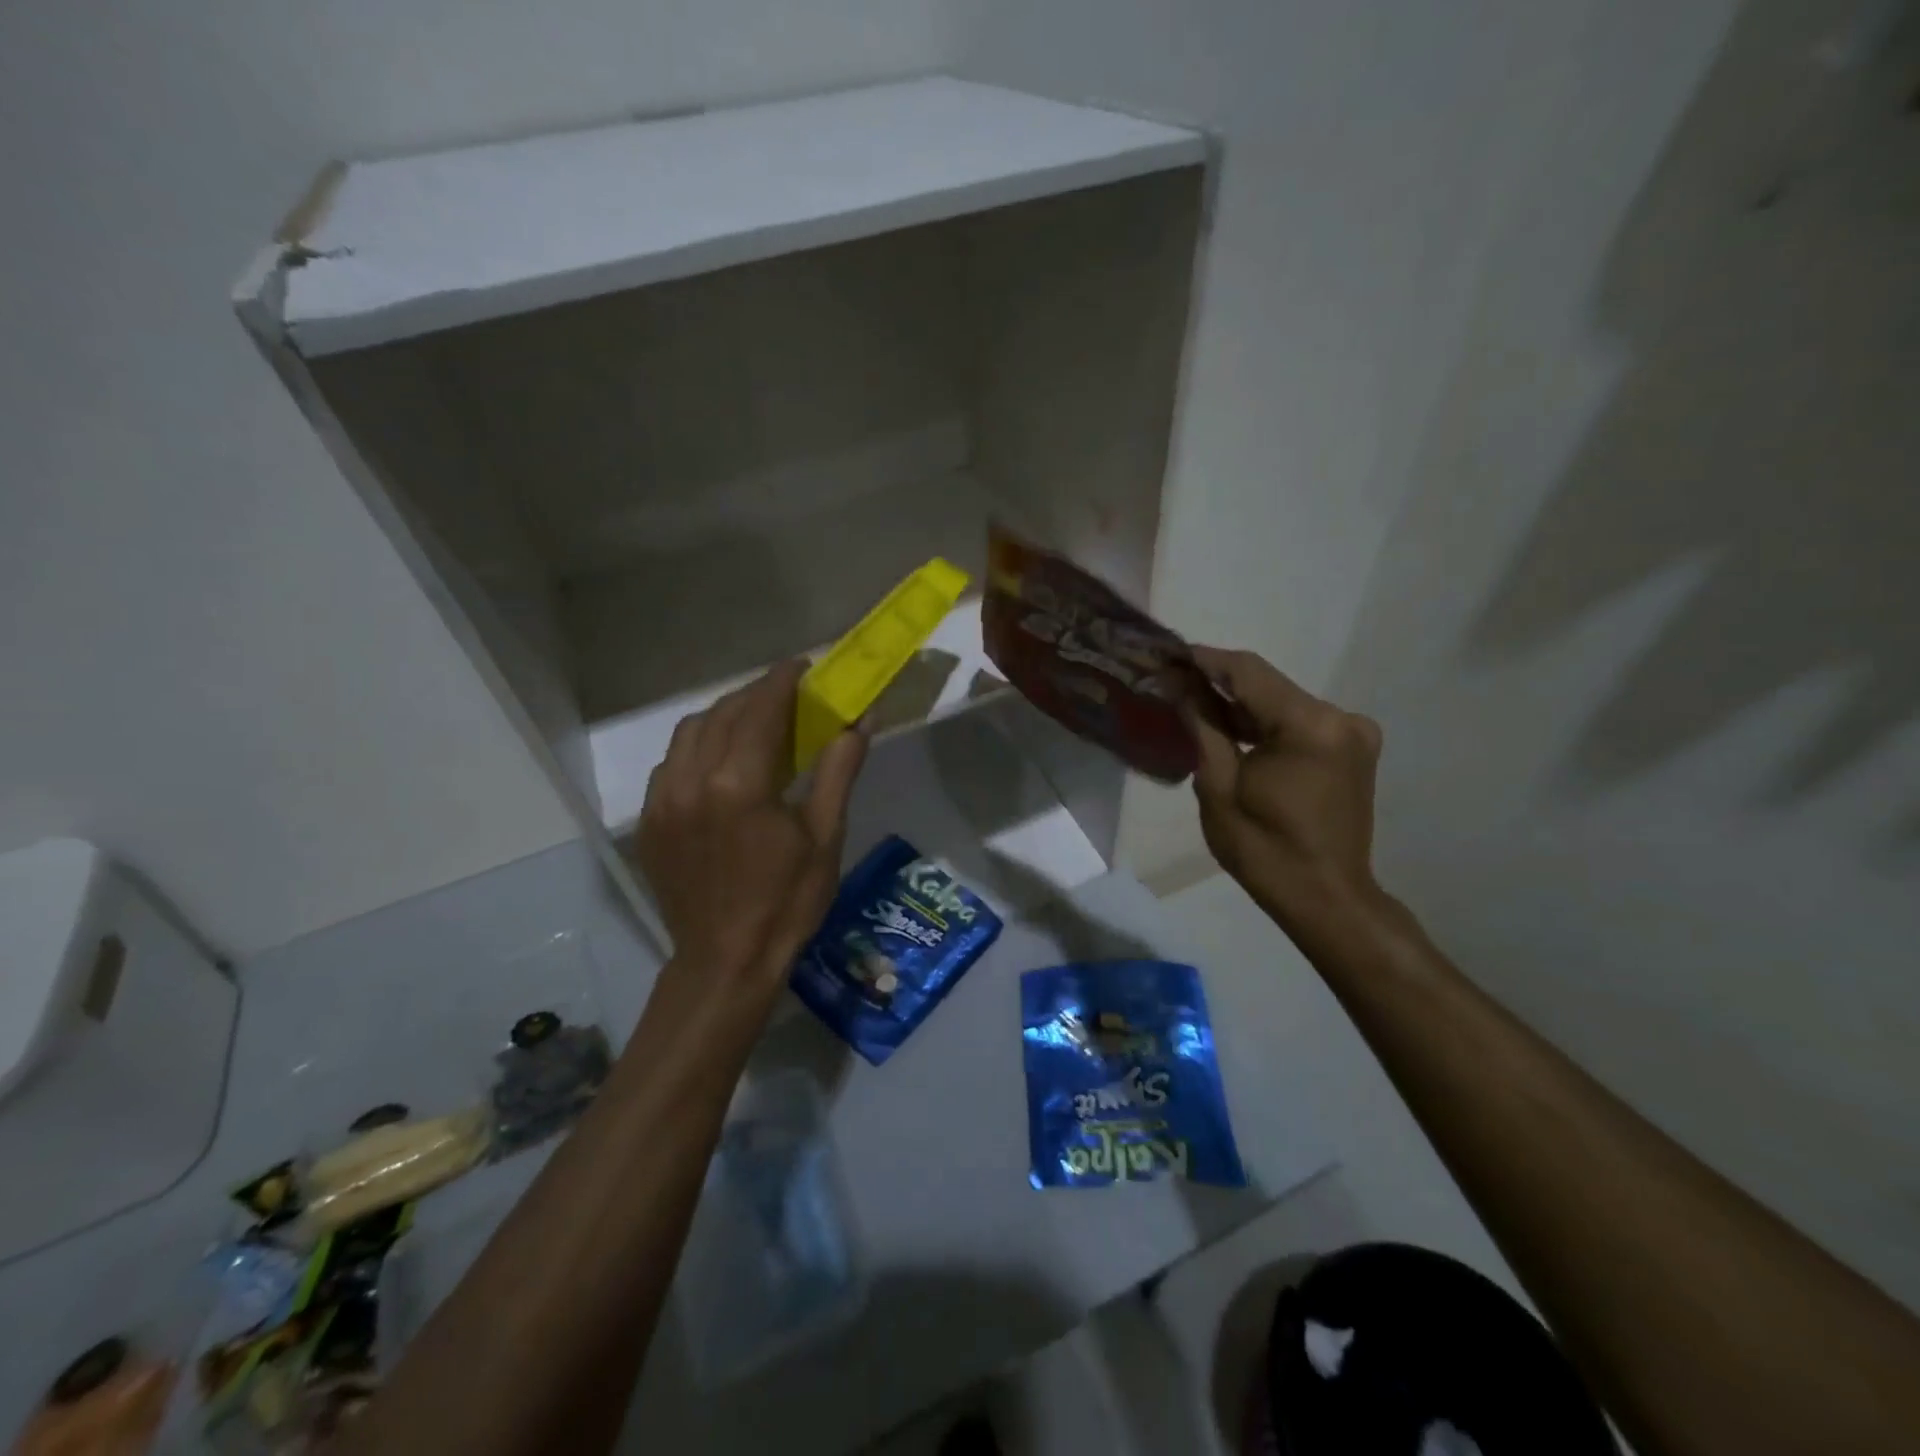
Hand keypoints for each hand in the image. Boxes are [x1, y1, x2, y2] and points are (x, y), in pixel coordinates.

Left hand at [631, 661, 866, 998]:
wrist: (726, 962)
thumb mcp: (825, 836)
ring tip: (753, 722)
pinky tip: (719, 763)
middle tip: (787, 695)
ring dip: (723, 716)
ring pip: (689, 732)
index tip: (802, 665)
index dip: (782, 680)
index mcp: (739, 783)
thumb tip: (862, 720)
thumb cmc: (787, 902)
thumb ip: (839, 770)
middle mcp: (692, 780)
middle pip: (722, 713)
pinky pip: (670, 763)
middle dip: (755, 695)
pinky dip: (697, 747)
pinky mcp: (649, 821)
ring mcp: (662, 801)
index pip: (760, 708)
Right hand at [1186, 647, 1388, 943]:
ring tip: (1191, 703)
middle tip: (1171, 681)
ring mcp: (1352, 734)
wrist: (1326, 899)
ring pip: (1282, 703)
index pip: (1248, 672)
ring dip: (1240, 704)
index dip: (1204, 659)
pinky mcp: (1351, 750)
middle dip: (1218, 682)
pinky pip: (1298, 723)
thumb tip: (1177, 682)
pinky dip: (1263, 723)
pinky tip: (1229, 728)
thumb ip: (1202, 725)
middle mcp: (1341, 718)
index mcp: (1310, 725)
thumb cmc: (1264, 850)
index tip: (1167, 653)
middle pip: (1268, 685)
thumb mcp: (1219, 785)